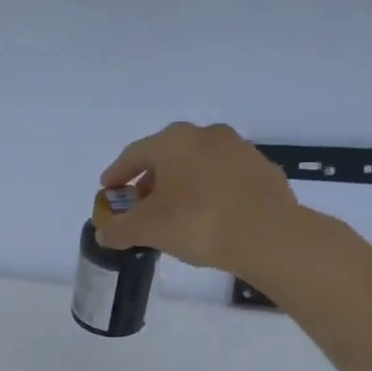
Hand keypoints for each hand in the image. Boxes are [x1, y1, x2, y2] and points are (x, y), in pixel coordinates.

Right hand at [97, 122, 306, 277]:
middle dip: (150, 180)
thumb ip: (119, 229)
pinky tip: (207, 216)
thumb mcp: (146, 230)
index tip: (109, 190)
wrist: (267, 235)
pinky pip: (224, 179)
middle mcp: (206, 135)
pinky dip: (209, 192)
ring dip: (181, 184)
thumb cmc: (197, 222)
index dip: (117, 174)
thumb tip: (103, 233)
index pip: (134, 154)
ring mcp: (239, 150)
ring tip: (174, 212)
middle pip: (168, 156)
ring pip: (198, 165)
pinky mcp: (263, 171)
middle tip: (140, 204)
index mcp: (173, 141)